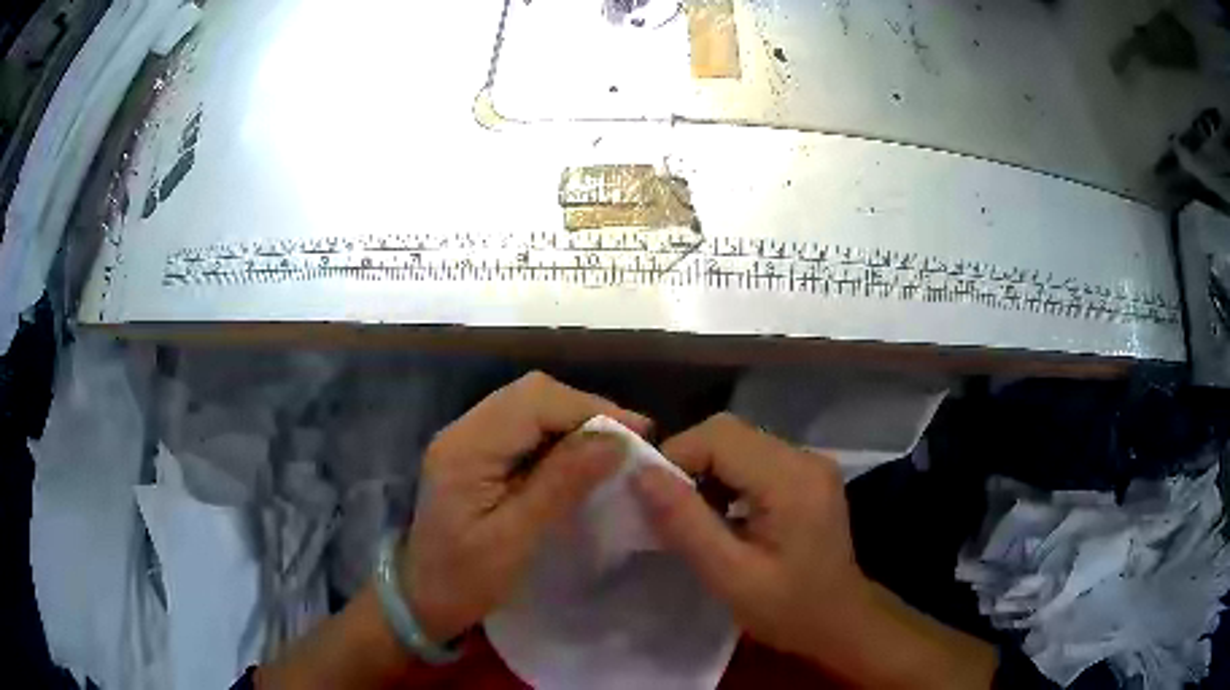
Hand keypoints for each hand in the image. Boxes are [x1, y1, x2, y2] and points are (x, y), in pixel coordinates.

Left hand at [404, 371, 650, 643]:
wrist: (421, 598)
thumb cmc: (465, 580)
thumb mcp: (516, 539)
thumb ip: (561, 485)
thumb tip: (614, 441)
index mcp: (466, 449)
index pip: (534, 402)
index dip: (590, 409)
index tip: (639, 433)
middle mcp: (462, 431)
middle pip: (531, 394)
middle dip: (585, 410)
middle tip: (629, 440)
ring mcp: (465, 439)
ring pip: (528, 405)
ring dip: (573, 420)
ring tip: (613, 447)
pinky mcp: (474, 453)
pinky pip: (522, 426)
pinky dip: (557, 434)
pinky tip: (580, 457)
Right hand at [630, 412, 860, 658]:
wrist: (839, 621)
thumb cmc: (787, 608)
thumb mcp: (728, 575)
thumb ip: (684, 523)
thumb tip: (641, 474)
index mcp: (792, 479)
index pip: (719, 436)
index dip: (676, 456)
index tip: (652, 498)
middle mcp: (805, 457)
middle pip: (729, 432)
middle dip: (689, 462)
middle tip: (671, 510)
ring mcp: (811, 463)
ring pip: (739, 442)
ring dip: (707, 471)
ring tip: (696, 517)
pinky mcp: (808, 474)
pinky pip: (755, 458)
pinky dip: (728, 478)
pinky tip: (725, 514)